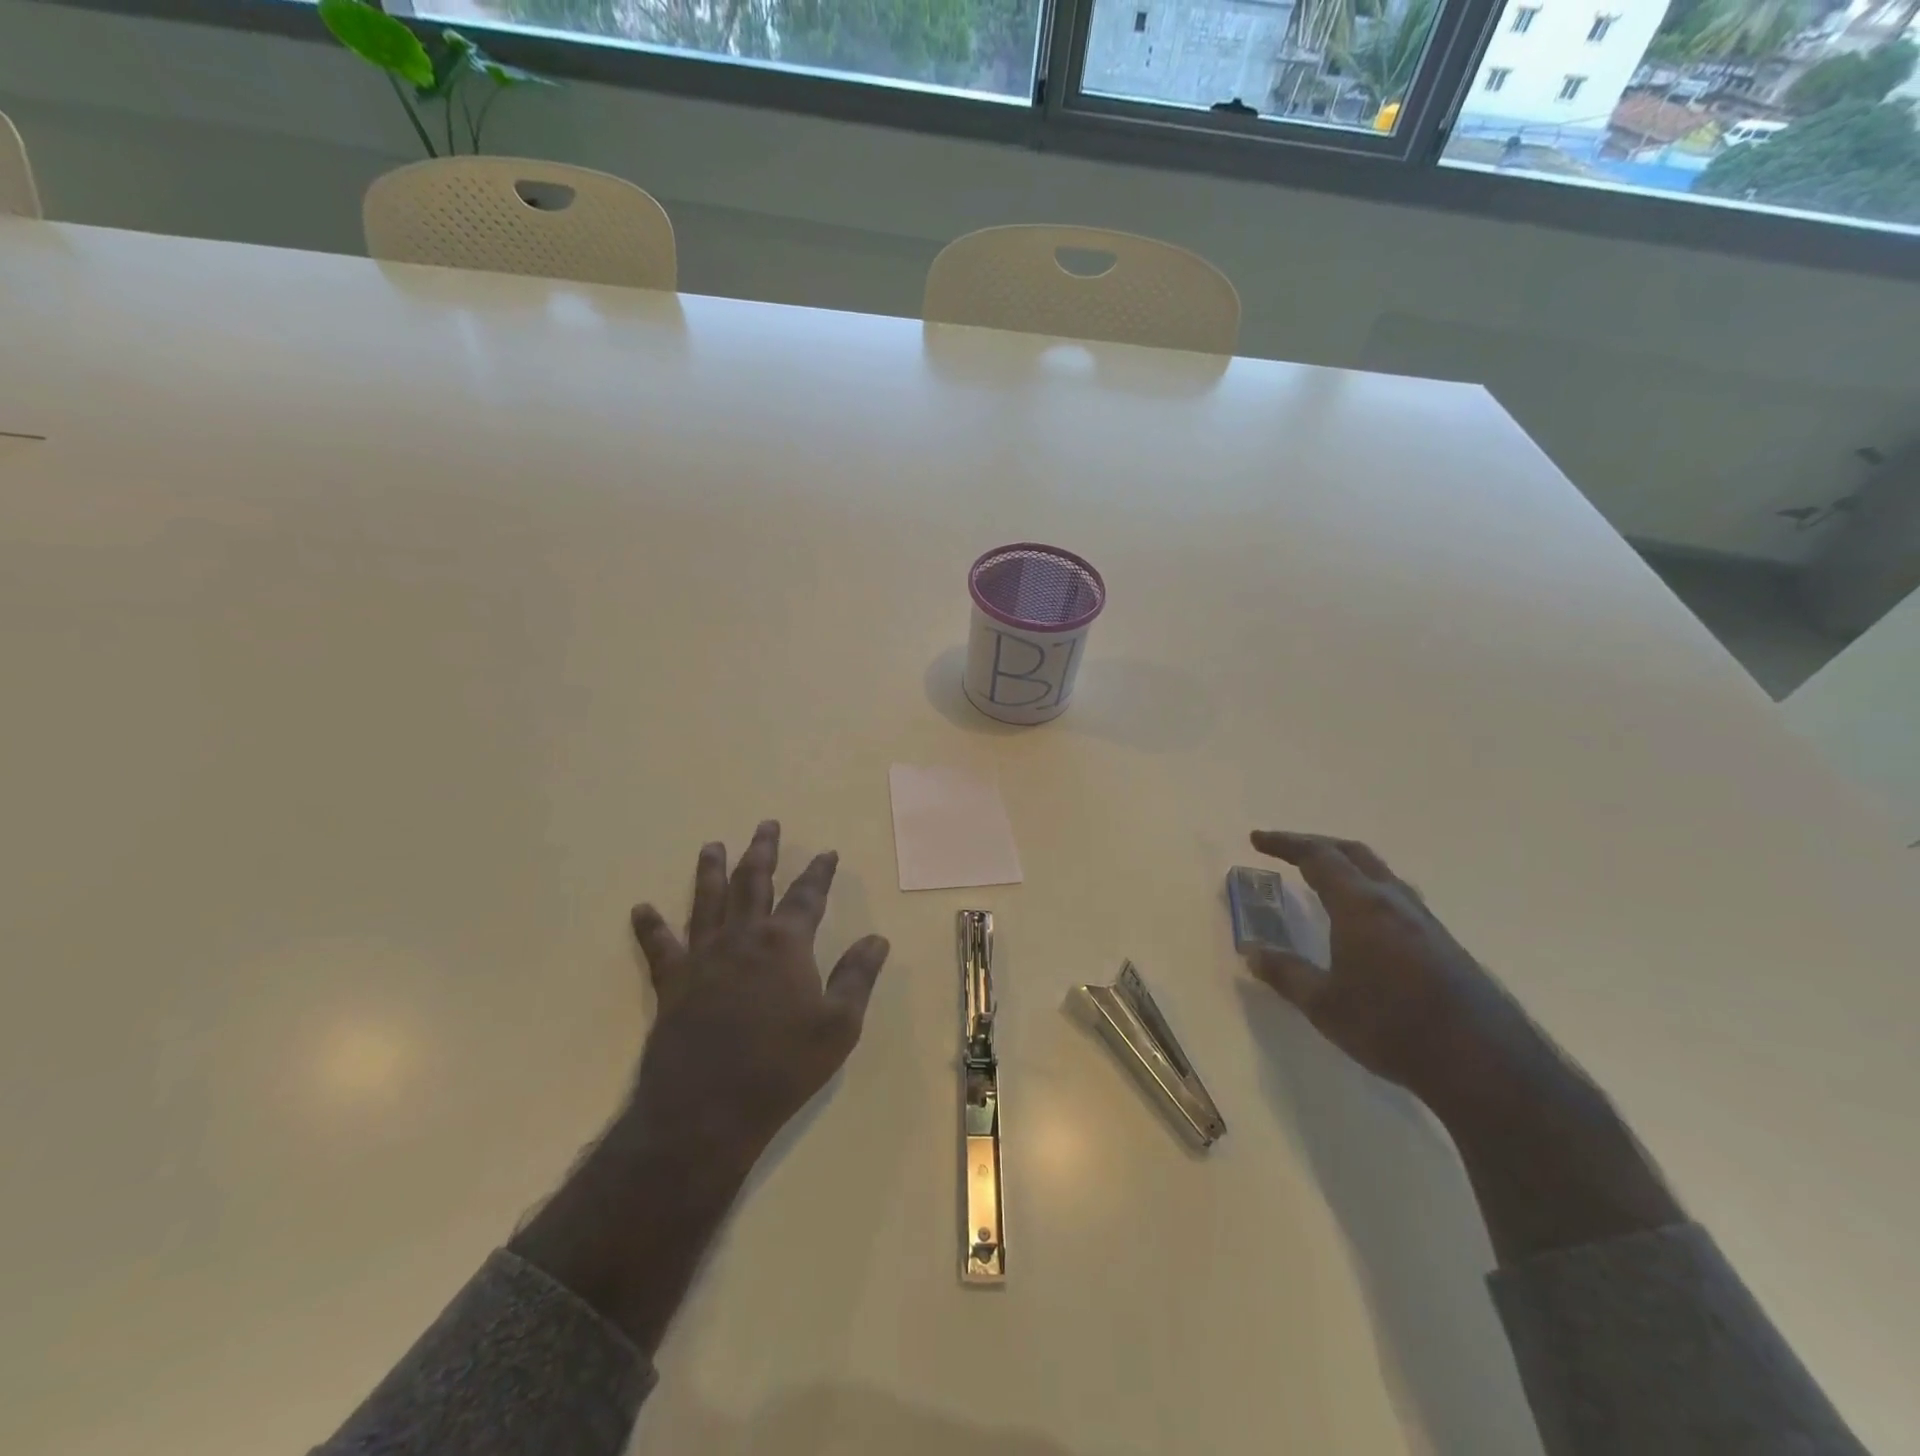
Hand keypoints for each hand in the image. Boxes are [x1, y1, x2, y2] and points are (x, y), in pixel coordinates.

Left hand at [628, 820, 891, 1169]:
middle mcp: (743, 937)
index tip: (827, 852)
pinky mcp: (673, 983)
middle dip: (762, 851)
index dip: (819, 872)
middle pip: (753, 882)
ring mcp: (703, 957)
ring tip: (712, 846)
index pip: (807, 896)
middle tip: (765, 824)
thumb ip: (858, 976)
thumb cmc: (782, 1066)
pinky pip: (660, 947)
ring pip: (707, 901)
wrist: (707, 1109)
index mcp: (785, 943)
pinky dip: (650, 927)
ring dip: (711, 871)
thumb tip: (877, 939)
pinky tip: (641, 909)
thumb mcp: (839, 1025)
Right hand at [1245, 830, 1683, 1262]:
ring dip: (1347, 866)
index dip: (1285, 844)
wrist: (1484, 1066)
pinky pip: (1398, 898)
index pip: (1318, 858)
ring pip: (1381, 875)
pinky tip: (1365, 921)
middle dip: (1316, 845)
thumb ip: (1285, 973)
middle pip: (1353, 854)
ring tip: (1324, 880)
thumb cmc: (1392, 1028)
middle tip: (1285, 850)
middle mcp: (1395, 902)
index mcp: (1361, 906)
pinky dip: (1369, 890)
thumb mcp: (1324, 1005)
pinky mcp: (1444, 945)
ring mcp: (1425, 922)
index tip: (1257, 839)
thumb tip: (1251, 952)